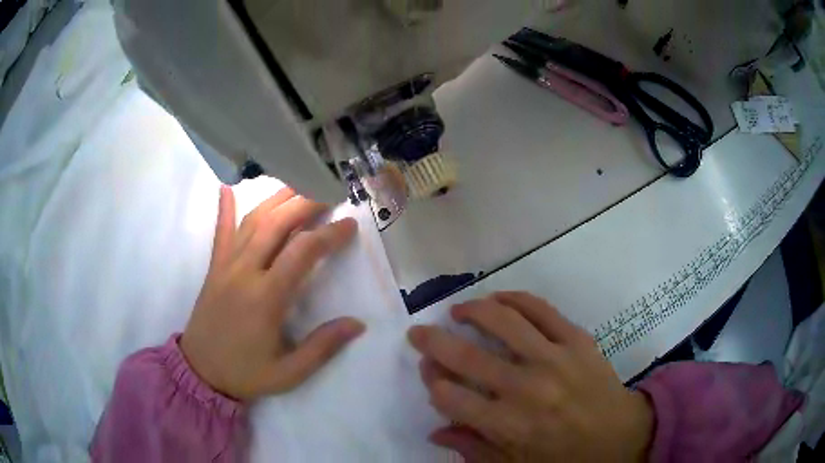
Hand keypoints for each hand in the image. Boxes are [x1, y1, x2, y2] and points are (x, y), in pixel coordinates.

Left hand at [181, 186, 364, 400]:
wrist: (200, 372)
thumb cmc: (246, 373)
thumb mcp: (289, 373)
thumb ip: (322, 347)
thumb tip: (357, 324)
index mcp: (265, 298)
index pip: (302, 252)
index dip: (329, 235)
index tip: (350, 225)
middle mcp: (244, 272)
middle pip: (277, 224)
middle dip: (306, 202)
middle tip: (330, 191)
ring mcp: (225, 266)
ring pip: (252, 221)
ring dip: (277, 198)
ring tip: (299, 183)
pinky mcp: (214, 267)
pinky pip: (220, 232)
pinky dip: (224, 208)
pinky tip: (227, 188)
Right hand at [408, 292, 653, 461]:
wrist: (621, 436)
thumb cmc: (565, 458)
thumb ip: (472, 449)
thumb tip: (435, 431)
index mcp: (508, 425)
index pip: (451, 398)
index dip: (433, 383)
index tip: (429, 375)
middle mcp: (527, 388)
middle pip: (466, 356)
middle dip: (433, 342)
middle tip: (418, 332)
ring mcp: (554, 358)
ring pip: (503, 321)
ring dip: (472, 311)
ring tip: (458, 310)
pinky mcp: (577, 339)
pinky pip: (541, 309)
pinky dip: (515, 299)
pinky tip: (499, 300)